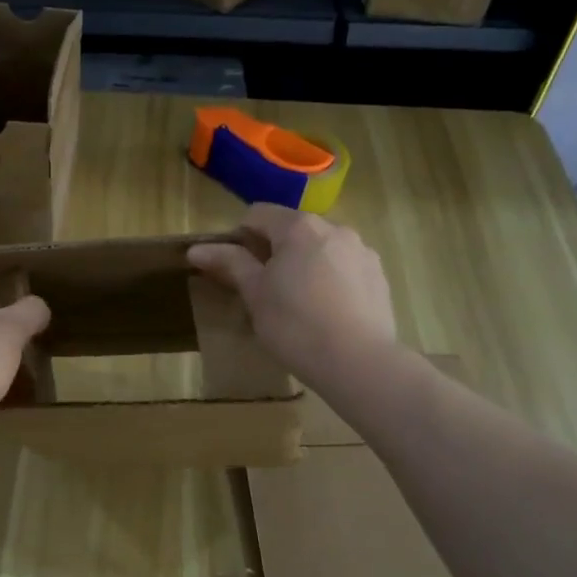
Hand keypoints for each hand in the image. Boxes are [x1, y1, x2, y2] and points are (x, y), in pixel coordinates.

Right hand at [187, 205, 396, 384]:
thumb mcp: (255, 294)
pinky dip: (330, 279)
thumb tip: (197, 249)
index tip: (234, 268)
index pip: (257, 214)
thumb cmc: (295, 325)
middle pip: (292, 229)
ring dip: (304, 264)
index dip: (239, 236)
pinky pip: (345, 267)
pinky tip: (326, 312)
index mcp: (298, 227)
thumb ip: (230, 264)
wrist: (358, 362)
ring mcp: (362, 251)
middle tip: (264, 289)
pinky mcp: (379, 276)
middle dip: (274, 251)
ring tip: (298, 303)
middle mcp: (334, 228)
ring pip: (321, 248)